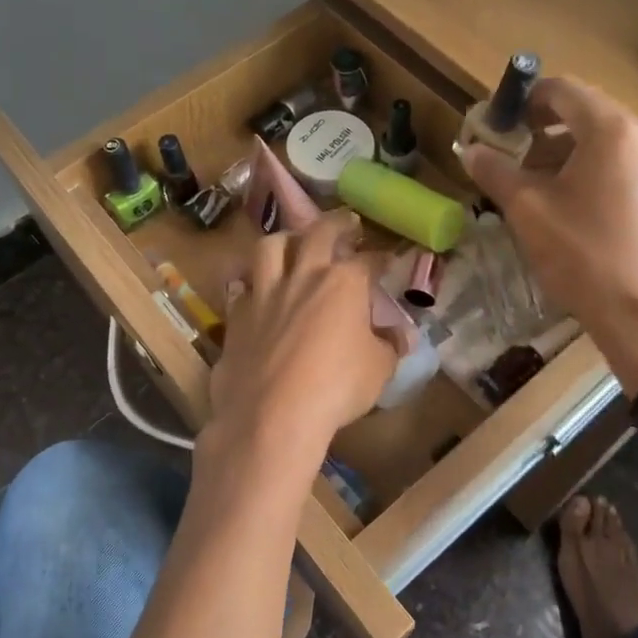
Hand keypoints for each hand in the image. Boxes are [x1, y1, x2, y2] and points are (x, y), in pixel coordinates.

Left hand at [196, 212, 396, 513]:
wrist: (271, 415)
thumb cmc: (336, 388)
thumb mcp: (379, 370)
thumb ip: (389, 346)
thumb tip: (400, 336)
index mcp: (343, 283)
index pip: (367, 260)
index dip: (380, 258)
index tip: (387, 260)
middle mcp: (302, 276)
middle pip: (318, 233)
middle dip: (336, 223)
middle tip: (346, 223)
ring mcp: (264, 293)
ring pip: (269, 247)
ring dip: (285, 240)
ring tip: (292, 244)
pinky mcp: (236, 315)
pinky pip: (241, 287)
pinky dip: (251, 284)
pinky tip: (255, 291)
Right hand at [463, 77, 637, 390]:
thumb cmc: (581, 255)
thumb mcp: (526, 209)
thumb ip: (495, 170)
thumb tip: (470, 149)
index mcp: (612, 131)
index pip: (563, 90)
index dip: (525, 100)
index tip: (499, 123)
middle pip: (586, 113)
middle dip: (543, 129)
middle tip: (513, 156)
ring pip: (606, 142)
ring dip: (566, 151)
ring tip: (537, 186)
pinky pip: (624, 166)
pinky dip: (593, 171)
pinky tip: (572, 208)